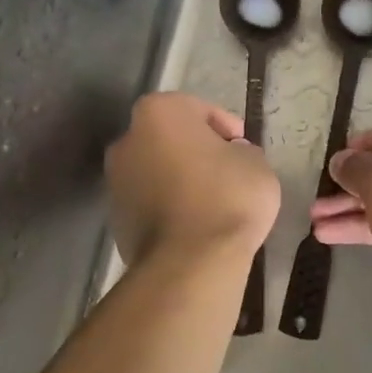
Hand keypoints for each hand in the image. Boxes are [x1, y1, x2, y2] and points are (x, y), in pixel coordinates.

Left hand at [106, 92, 279, 264]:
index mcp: (159, 112)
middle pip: (170, 138)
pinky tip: (194, 226)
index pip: (199, 109)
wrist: (189, 263)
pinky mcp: (115, 218)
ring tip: (212, 203)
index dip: (226, 128)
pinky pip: (149, 202)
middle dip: (196, 151)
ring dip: (179, 179)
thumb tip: (231, 157)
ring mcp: (115, 180)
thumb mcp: (256, 164)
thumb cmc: (227, 198)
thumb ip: (243, 151)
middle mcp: (127, 139)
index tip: (244, 150)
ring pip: (157, 170)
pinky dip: (168, 207)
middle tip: (227, 172)